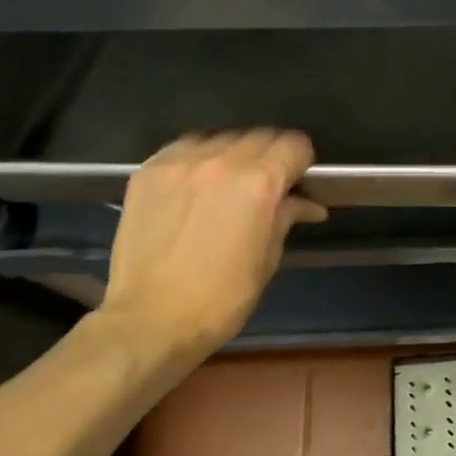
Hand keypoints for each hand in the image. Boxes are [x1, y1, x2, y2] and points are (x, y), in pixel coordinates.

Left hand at [99, 129, 326, 361]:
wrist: (150, 320)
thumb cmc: (222, 298)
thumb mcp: (267, 259)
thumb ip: (285, 217)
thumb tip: (306, 204)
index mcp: (258, 184)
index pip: (294, 144)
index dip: (302, 161)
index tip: (298, 179)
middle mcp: (221, 162)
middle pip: (260, 135)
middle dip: (271, 155)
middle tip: (268, 183)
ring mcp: (180, 163)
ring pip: (222, 137)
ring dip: (235, 153)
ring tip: (230, 181)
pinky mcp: (149, 171)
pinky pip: (185, 147)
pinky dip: (200, 158)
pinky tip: (198, 182)